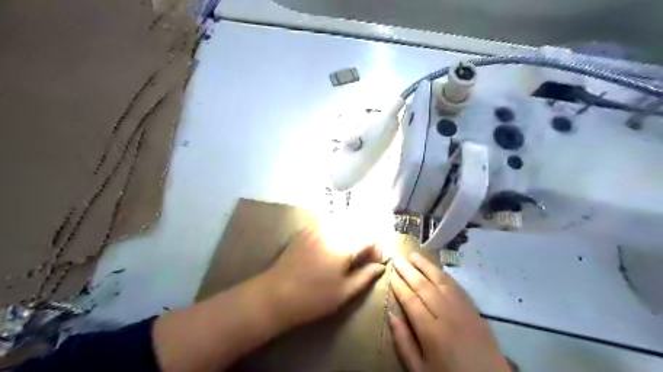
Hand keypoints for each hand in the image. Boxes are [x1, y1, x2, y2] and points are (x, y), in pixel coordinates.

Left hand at [264, 228, 386, 326]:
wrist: (276, 294)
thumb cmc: (313, 298)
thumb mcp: (344, 292)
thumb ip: (365, 276)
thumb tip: (381, 266)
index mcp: (343, 245)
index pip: (369, 238)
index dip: (376, 249)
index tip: (374, 262)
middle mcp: (331, 230)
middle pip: (357, 226)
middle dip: (364, 240)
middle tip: (361, 259)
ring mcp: (315, 227)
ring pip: (342, 222)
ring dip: (350, 234)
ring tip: (346, 253)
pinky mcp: (305, 229)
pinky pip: (326, 223)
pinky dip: (335, 230)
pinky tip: (330, 245)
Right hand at [390, 253, 508, 371]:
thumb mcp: (420, 370)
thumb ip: (404, 342)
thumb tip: (391, 314)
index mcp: (431, 332)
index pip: (411, 300)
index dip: (399, 285)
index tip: (391, 272)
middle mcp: (447, 315)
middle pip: (424, 286)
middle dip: (408, 271)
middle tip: (397, 258)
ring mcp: (463, 310)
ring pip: (441, 281)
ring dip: (426, 266)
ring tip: (414, 255)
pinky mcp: (475, 311)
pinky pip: (457, 287)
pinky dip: (444, 275)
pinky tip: (436, 269)